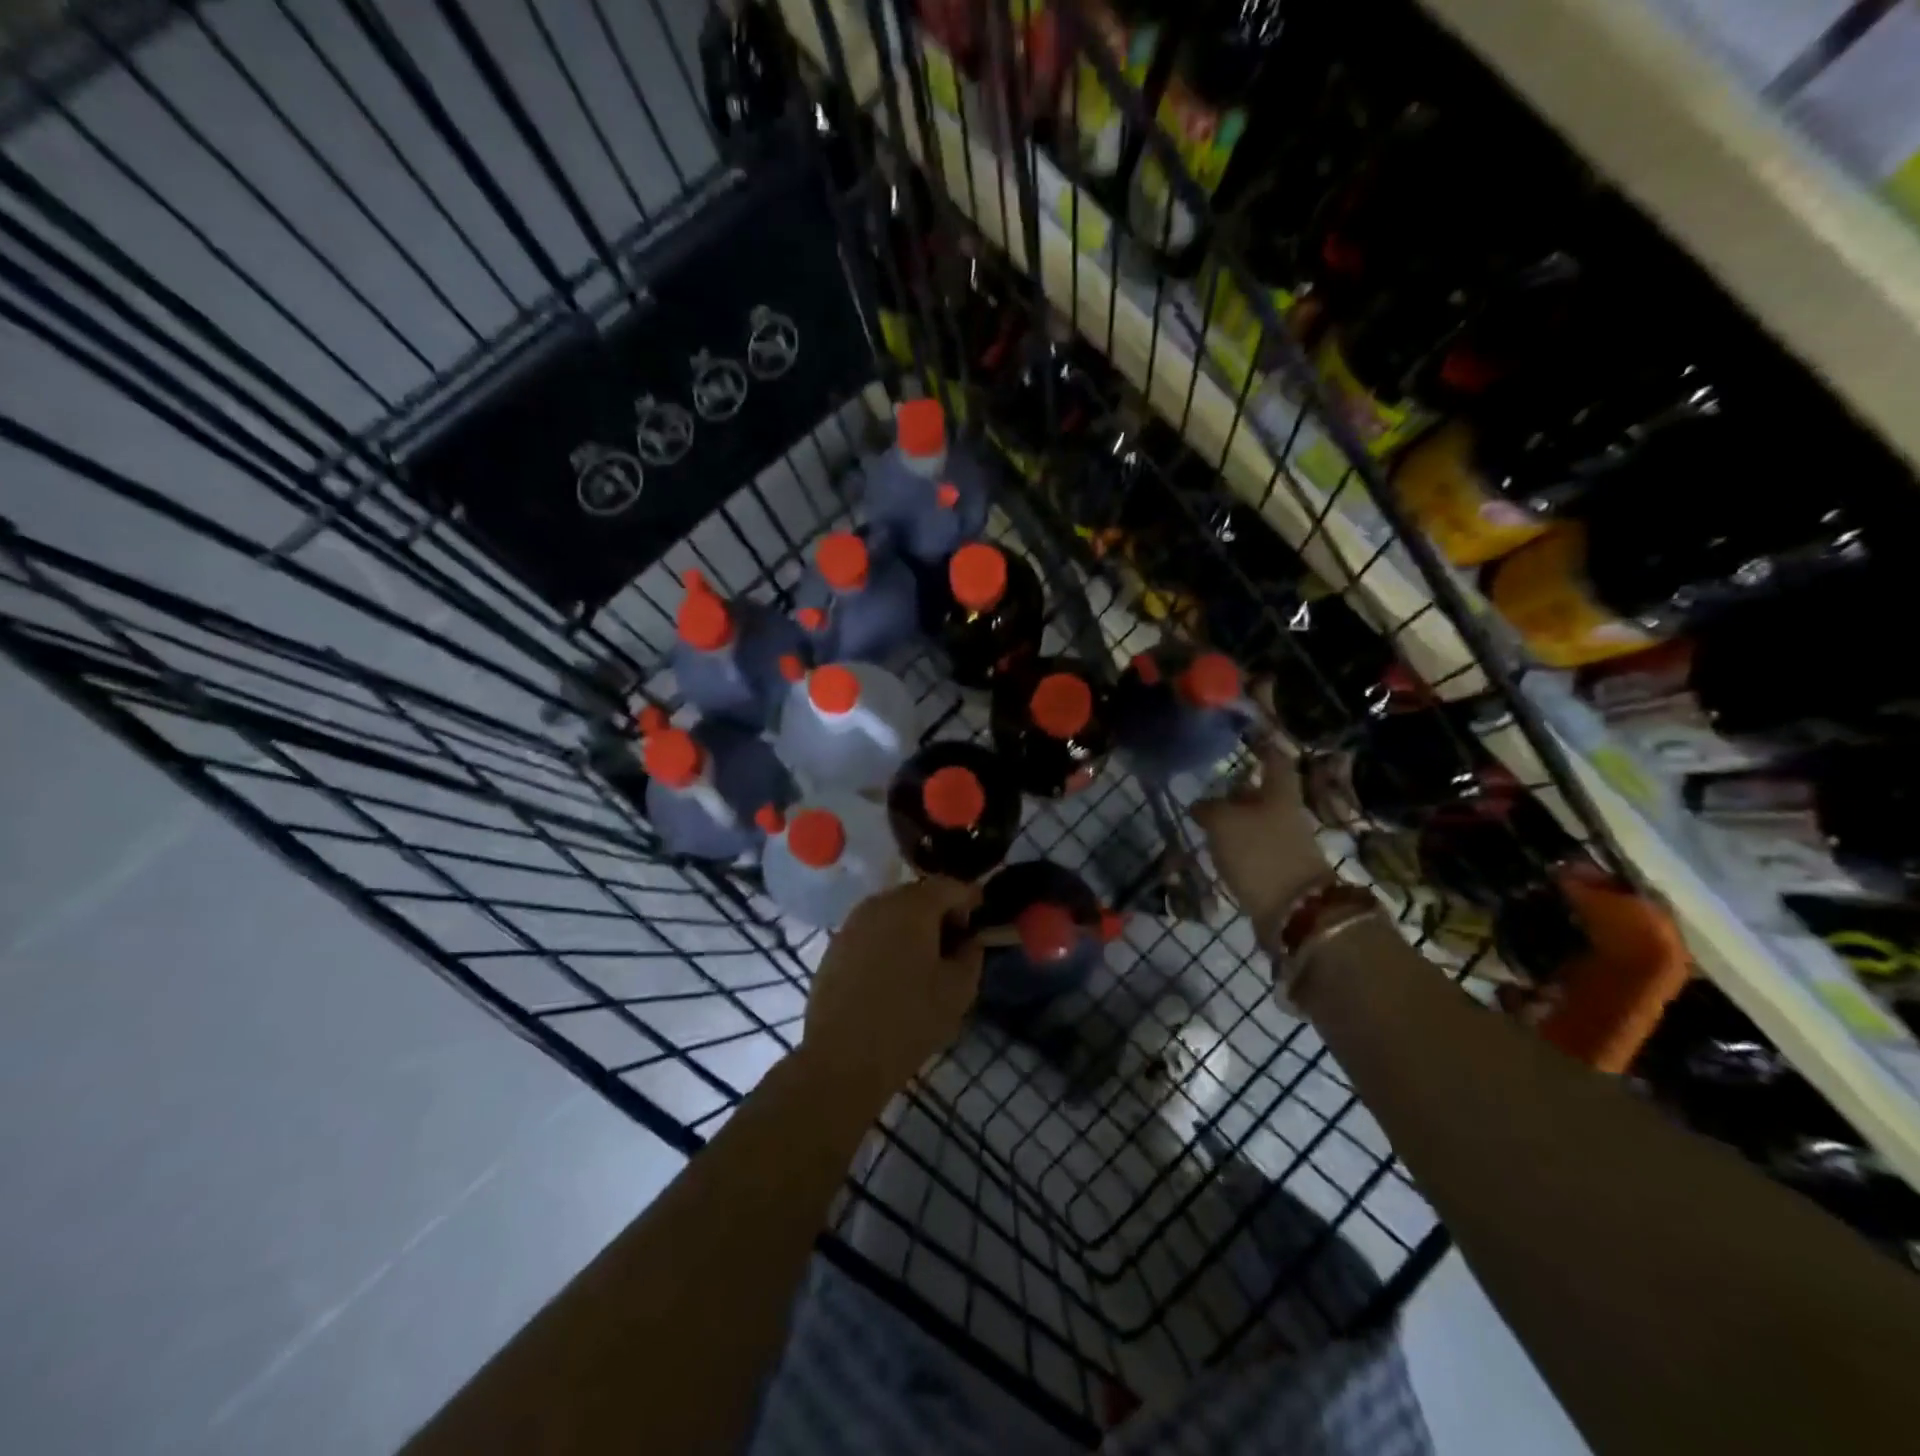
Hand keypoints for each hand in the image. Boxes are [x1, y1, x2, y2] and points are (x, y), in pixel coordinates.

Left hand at [801, 877, 984, 1105]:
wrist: (842, 1058)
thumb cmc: (909, 1020)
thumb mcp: (958, 990)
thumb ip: (971, 954)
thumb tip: (969, 939)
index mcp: (913, 906)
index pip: (951, 886)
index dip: (971, 900)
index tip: (980, 924)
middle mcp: (880, 903)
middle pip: (919, 895)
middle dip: (940, 913)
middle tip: (954, 946)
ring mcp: (852, 923)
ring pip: (893, 913)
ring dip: (912, 928)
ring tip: (924, 963)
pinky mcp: (835, 946)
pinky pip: (871, 931)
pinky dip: (888, 942)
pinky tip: (893, 975)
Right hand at [1191, 734, 1331, 940]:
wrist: (1294, 910)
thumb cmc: (1258, 852)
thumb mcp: (1223, 823)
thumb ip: (1208, 809)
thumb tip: (1200, 805)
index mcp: (1279, 793)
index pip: (1275, 761)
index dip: (1264, 748)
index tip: (1250, 739)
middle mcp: (1286, 814)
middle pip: (1264, 794)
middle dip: (1240, 790)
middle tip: (1212, 787)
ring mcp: (1286, 843)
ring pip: (1258, 822)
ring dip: (1236, 820)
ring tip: (1206, 822)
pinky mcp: (1279, 870)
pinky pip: (1255, 847)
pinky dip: (1238, 845)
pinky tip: (1218, 850)